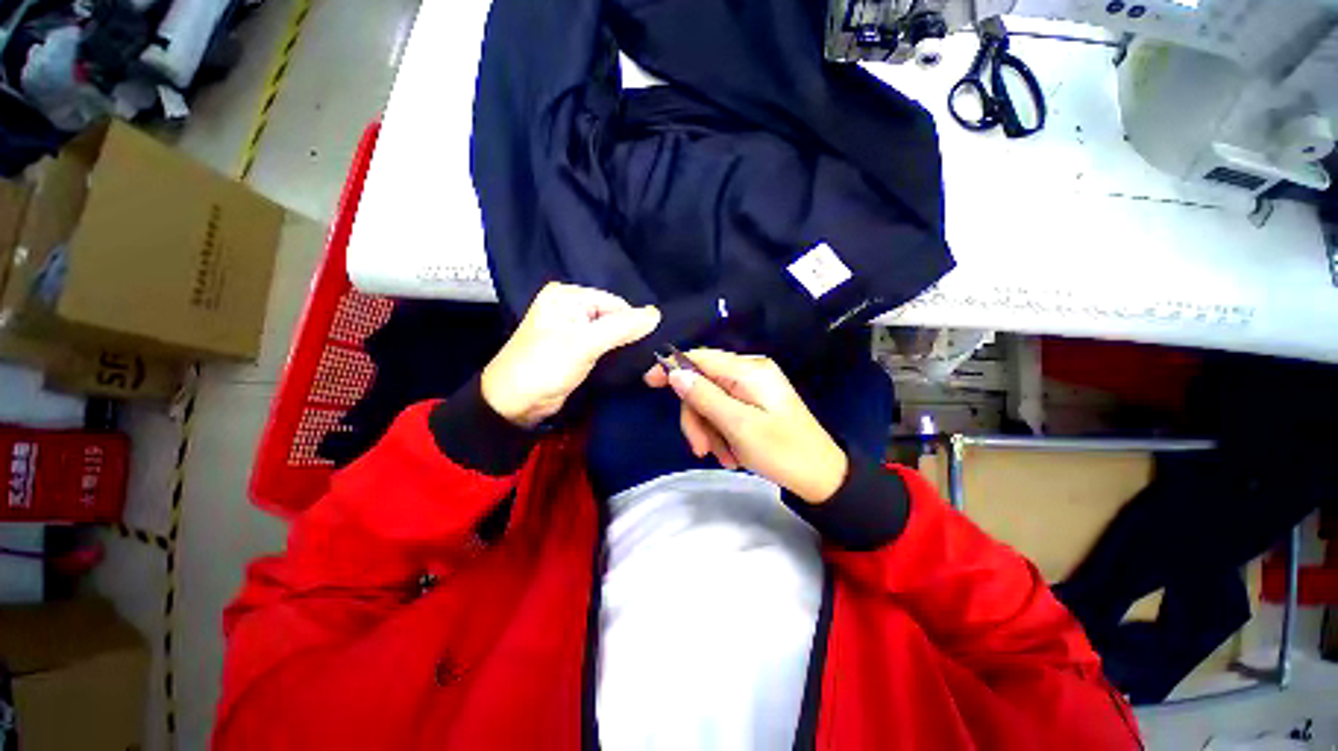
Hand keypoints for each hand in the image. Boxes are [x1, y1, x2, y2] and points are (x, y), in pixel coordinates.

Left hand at [483, 283, 660, 427]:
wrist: (514, 404)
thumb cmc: (545, 367)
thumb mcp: (584, 344)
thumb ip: (621, 328)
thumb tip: (657, 314)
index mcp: (568, 295)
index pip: (615, 303)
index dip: (631, 324)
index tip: (646, 347)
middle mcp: (570, 306)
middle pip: (614, 316)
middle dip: (628, 336)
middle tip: (644, 357)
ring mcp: (572, 327)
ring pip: (610, 332)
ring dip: (623, 346)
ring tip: (636, 362)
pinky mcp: (575, 347)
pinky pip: (602, 344)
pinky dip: (613, 353)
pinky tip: (622, 364)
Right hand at [645, 349, 847, 503]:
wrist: (821, 476)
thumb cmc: (783, 451)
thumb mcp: (739, 426)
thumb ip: (705, 397)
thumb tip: (675, 373)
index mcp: (749, 371)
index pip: (700, 358)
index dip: (672, 367)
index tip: (649, 383)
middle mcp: (749, 373)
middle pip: (703, 385)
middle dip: (697, 418)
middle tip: (700, 449)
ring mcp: (752, 389)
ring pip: (711, 403)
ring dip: (709, 431)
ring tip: (724, 458)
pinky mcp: (754, 404)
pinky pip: (724, 413)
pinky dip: (721, 434)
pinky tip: (732, 455)